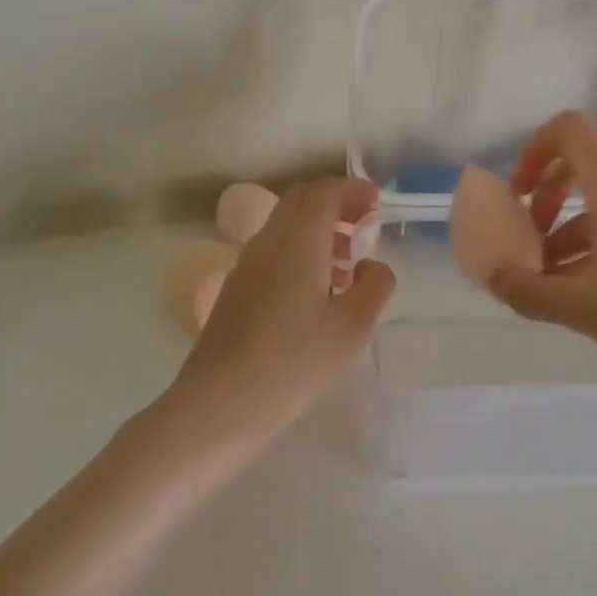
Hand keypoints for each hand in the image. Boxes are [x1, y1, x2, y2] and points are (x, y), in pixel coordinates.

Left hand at [163, 178, 394, 451]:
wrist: (219, 405)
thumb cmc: (293, 362)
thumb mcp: (352, 328)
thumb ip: (374, 285)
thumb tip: (371, 265)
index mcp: (298, 239)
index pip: (325, 192)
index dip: (353, 190)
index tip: (377, 203)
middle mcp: (268, 240)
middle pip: (301, 200)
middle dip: (335, 204)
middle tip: (363, 227)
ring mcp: (246, 263)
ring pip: (285, 224)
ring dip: (317, 228)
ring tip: (346, 264)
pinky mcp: (235, 287)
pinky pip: (272, 249)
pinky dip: (299, 250)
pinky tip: (314, 292)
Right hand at [490, 112, 596, 398]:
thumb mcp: (582, 307)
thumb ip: (528, 291)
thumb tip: (494, 278)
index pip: (567, 130)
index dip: (533, 151)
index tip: (518, 196)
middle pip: (583, 165)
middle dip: (548, 198)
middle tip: (531, 239)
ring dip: (573, 228)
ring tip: (555, 279)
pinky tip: (595, 290)